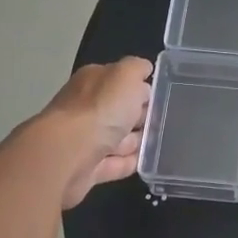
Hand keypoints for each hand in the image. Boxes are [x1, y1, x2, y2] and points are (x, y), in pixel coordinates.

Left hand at [38, 59, 153, 209]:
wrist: (69, 155)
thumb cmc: (100, 109)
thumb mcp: (125, 75)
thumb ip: (137, 68)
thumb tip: (144, 69)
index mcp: (93, 82)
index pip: (119, 80)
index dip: (140, 86)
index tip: (163, 95)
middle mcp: (86, 109)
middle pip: (119, 110)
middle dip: (141, 115)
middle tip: (168, 120)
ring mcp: (86, 140)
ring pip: (118, 138)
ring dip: (137, 140)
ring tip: (164, 142)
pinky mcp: (88, 169)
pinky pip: (115, 164)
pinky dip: (130, 163)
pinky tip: (149, 163)